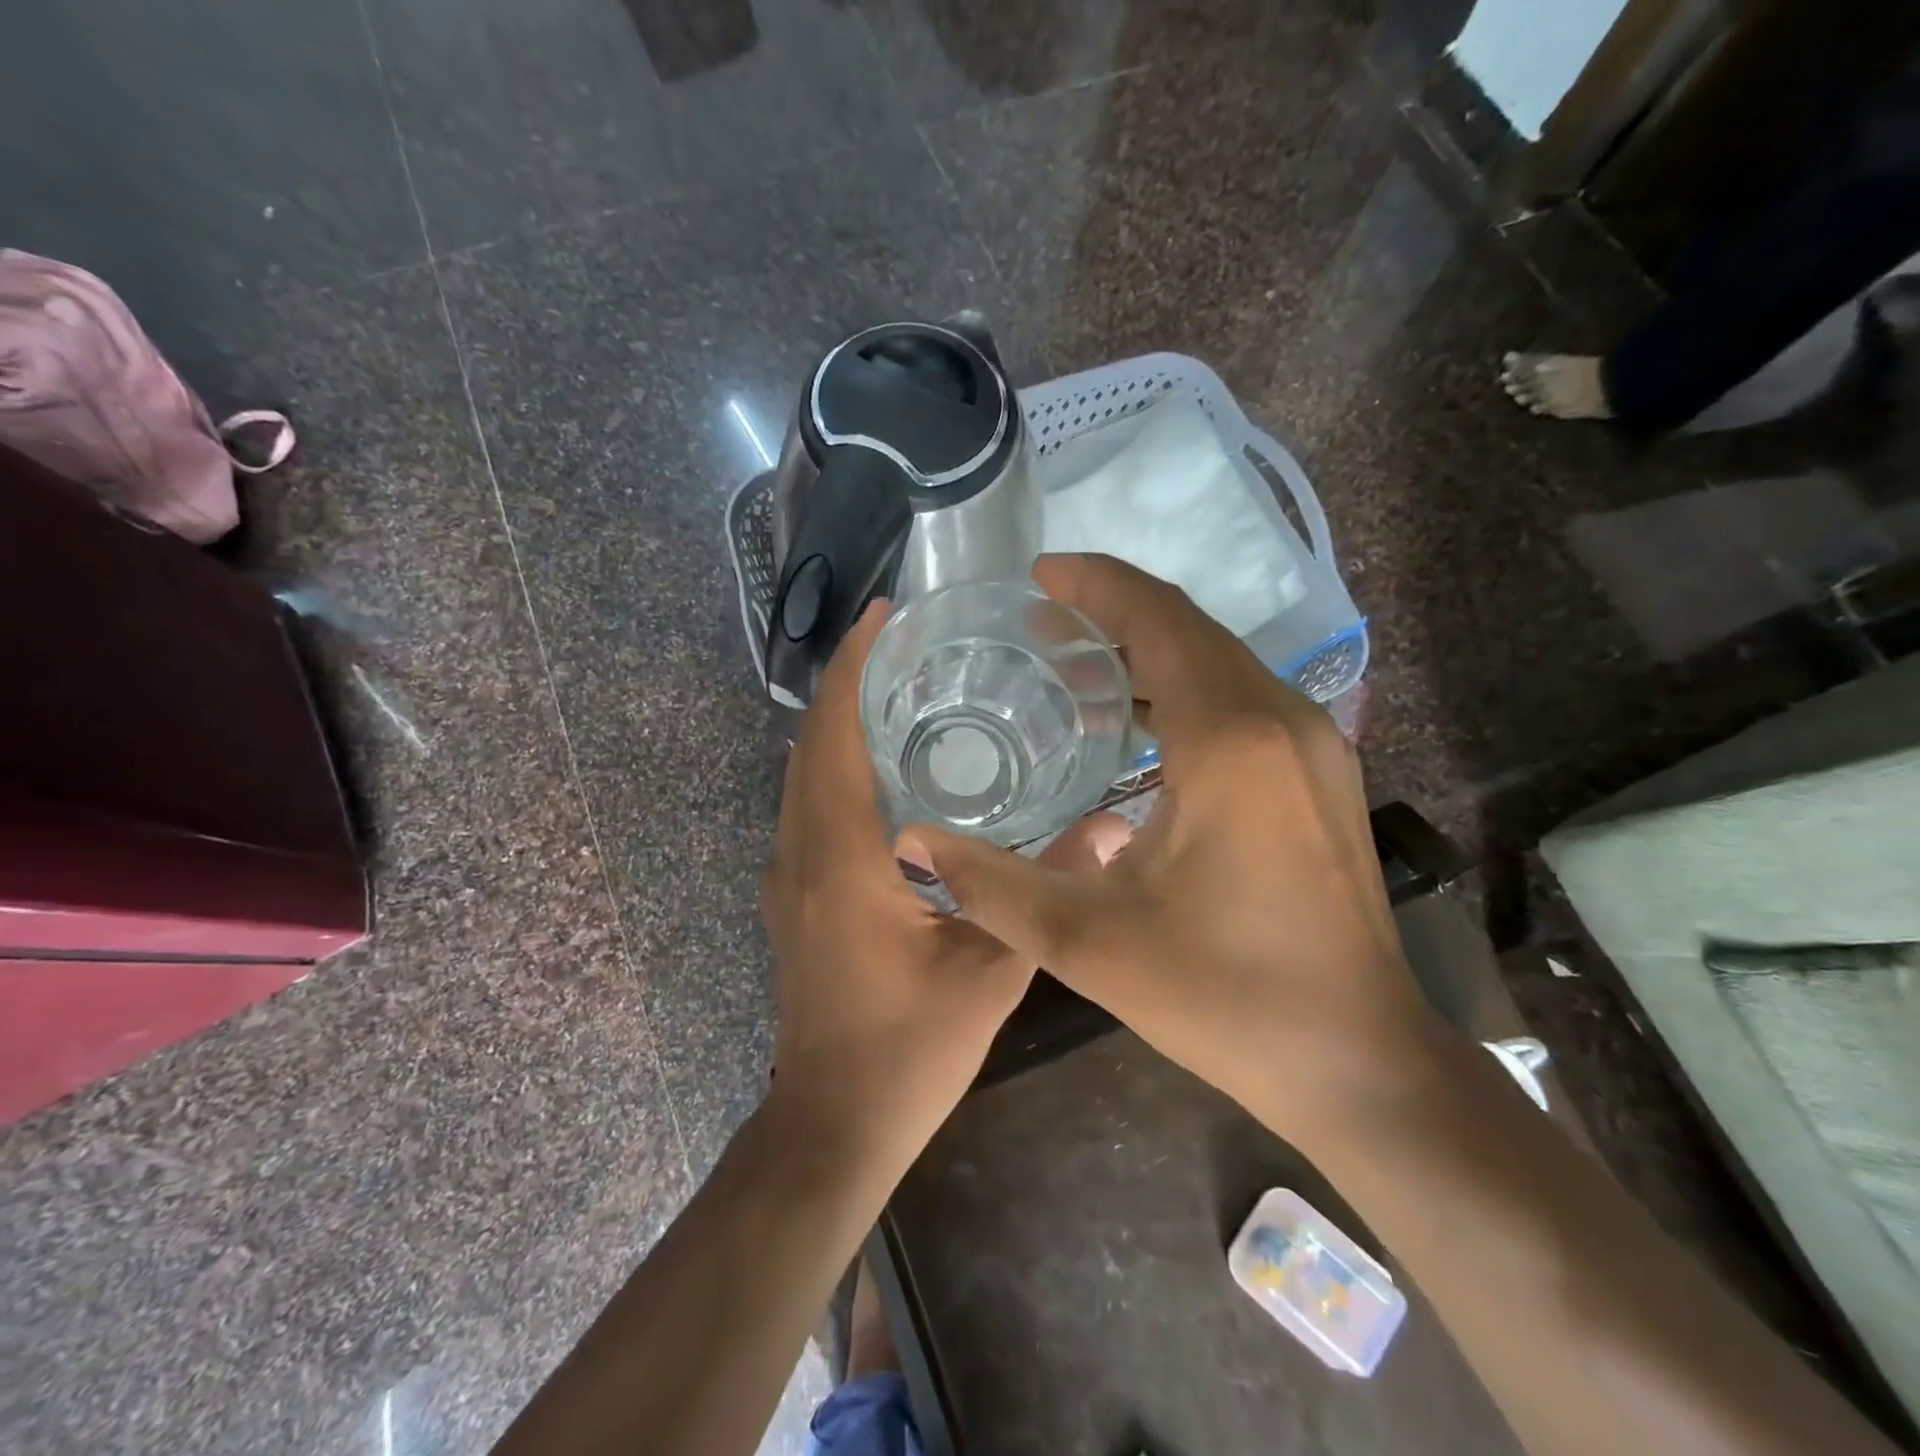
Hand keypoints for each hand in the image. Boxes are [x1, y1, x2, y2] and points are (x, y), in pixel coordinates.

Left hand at [761, 600, 1115, 1173]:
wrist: (833, 1122)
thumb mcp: (992, 971)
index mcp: (842, 857)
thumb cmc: (909, 1048)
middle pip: (811, 742)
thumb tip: (1112, 826)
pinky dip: (837, 764)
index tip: (882, 615)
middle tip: (903, 641)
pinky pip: (809, 806)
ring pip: (804, 774)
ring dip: (840, 722)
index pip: (833, 734)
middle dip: (848, 681)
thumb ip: (1047, 891)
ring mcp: (789, 875)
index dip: (851, 666)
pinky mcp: (794, 895)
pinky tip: (888, 767)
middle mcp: (802, 852)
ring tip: (899, 688)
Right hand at [907, 555, 1438, 1141]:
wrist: (1358, 1058)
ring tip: (1076, 672)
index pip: (1158, 619)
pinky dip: (1186, 688)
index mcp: (1230, 739)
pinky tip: (1141, 728)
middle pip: (1190, 628)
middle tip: (1039, 627)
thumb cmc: (1226, 996)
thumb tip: (912, 843)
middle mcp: (1282, 719)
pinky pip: (1245, 697)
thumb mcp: (1091, 944)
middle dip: (1113, 613)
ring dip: (1150, 652)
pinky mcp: (1322, 773)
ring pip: (1222, 661)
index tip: (1039, 576)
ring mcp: (1315, 744)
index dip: (1096, 585)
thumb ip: (992, 886)